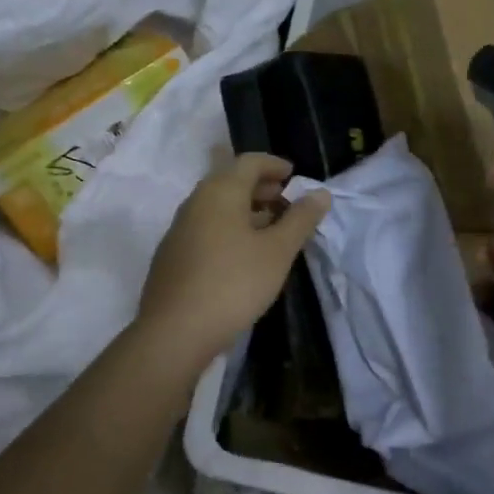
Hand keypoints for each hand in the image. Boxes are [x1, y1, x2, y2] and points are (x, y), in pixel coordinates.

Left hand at [134, 153, 331, 372]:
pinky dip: (229, 229)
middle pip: (231, 181)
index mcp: (220, 191)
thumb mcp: (278, 252)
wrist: (175, 332)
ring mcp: (180, 229)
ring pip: (217, 207)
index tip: (294, 176)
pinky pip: (206, 228)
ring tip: (272, 230)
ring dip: (246, 210)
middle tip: (287, 203)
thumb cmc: (234, 283)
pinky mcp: (173, 255)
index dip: (274, 165)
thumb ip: (300, 220)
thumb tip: (320, 193)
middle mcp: (196, 202)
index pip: (249, 162)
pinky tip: (244, 255)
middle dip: (261, 188)